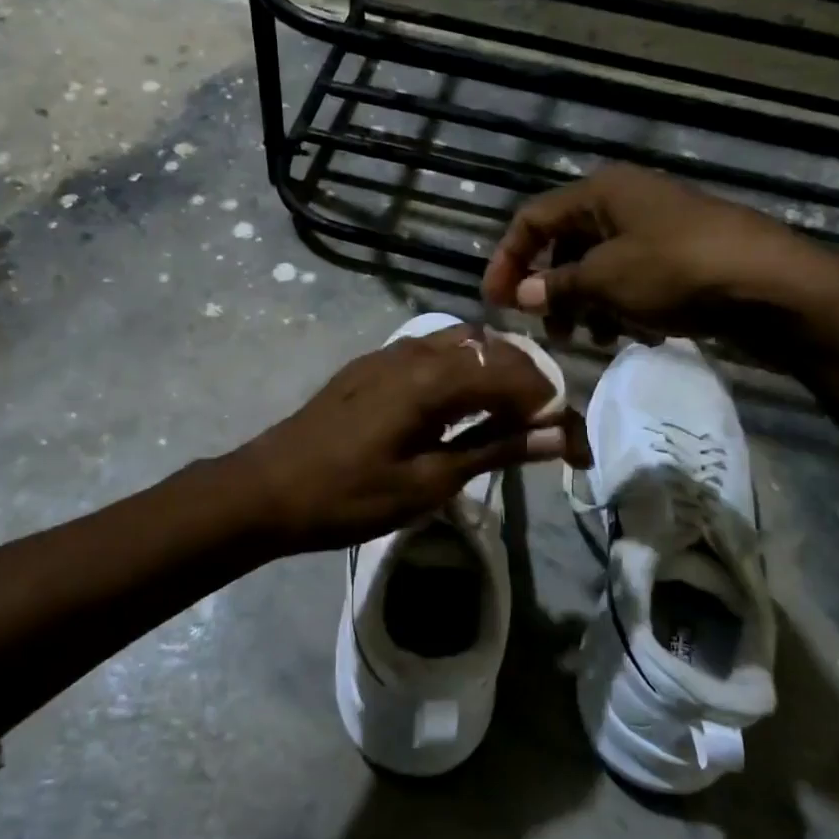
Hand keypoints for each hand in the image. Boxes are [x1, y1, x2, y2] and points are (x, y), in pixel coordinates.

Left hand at [234, 324, 580, 552]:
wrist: (267, 489)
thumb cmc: (349, 496)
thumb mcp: (428, 483)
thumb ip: (494, 450)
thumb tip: (557, 436)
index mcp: (433, 378)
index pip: (515, 374)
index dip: (552, 406)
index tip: (570, 446)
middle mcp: (415, 350)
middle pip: (492, 348)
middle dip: (528, 382)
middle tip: (543, 429)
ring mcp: (389, 352)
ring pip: (461, 342)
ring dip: (493, 370)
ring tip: (506, 416)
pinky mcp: (370, 365)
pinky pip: (431, 349)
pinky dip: (461, 368)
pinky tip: (458, 405)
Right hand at [481, 164, 838, 354]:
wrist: (770, 285)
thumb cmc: (677, 270)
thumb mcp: (607, 279)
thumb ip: (559, 286)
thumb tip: (524, 294)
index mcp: (600, 192)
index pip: (532, 219)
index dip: (507, 259)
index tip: (495, 303)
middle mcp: (623, 203)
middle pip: (565, 244)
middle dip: (550, 288)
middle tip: (546, 330)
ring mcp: (653, 230)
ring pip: (598, 267)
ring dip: (585, 304)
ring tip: (590, 340)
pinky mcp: (677, 258)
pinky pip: (630, 280)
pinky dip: (619, 306)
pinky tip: (631, 335)